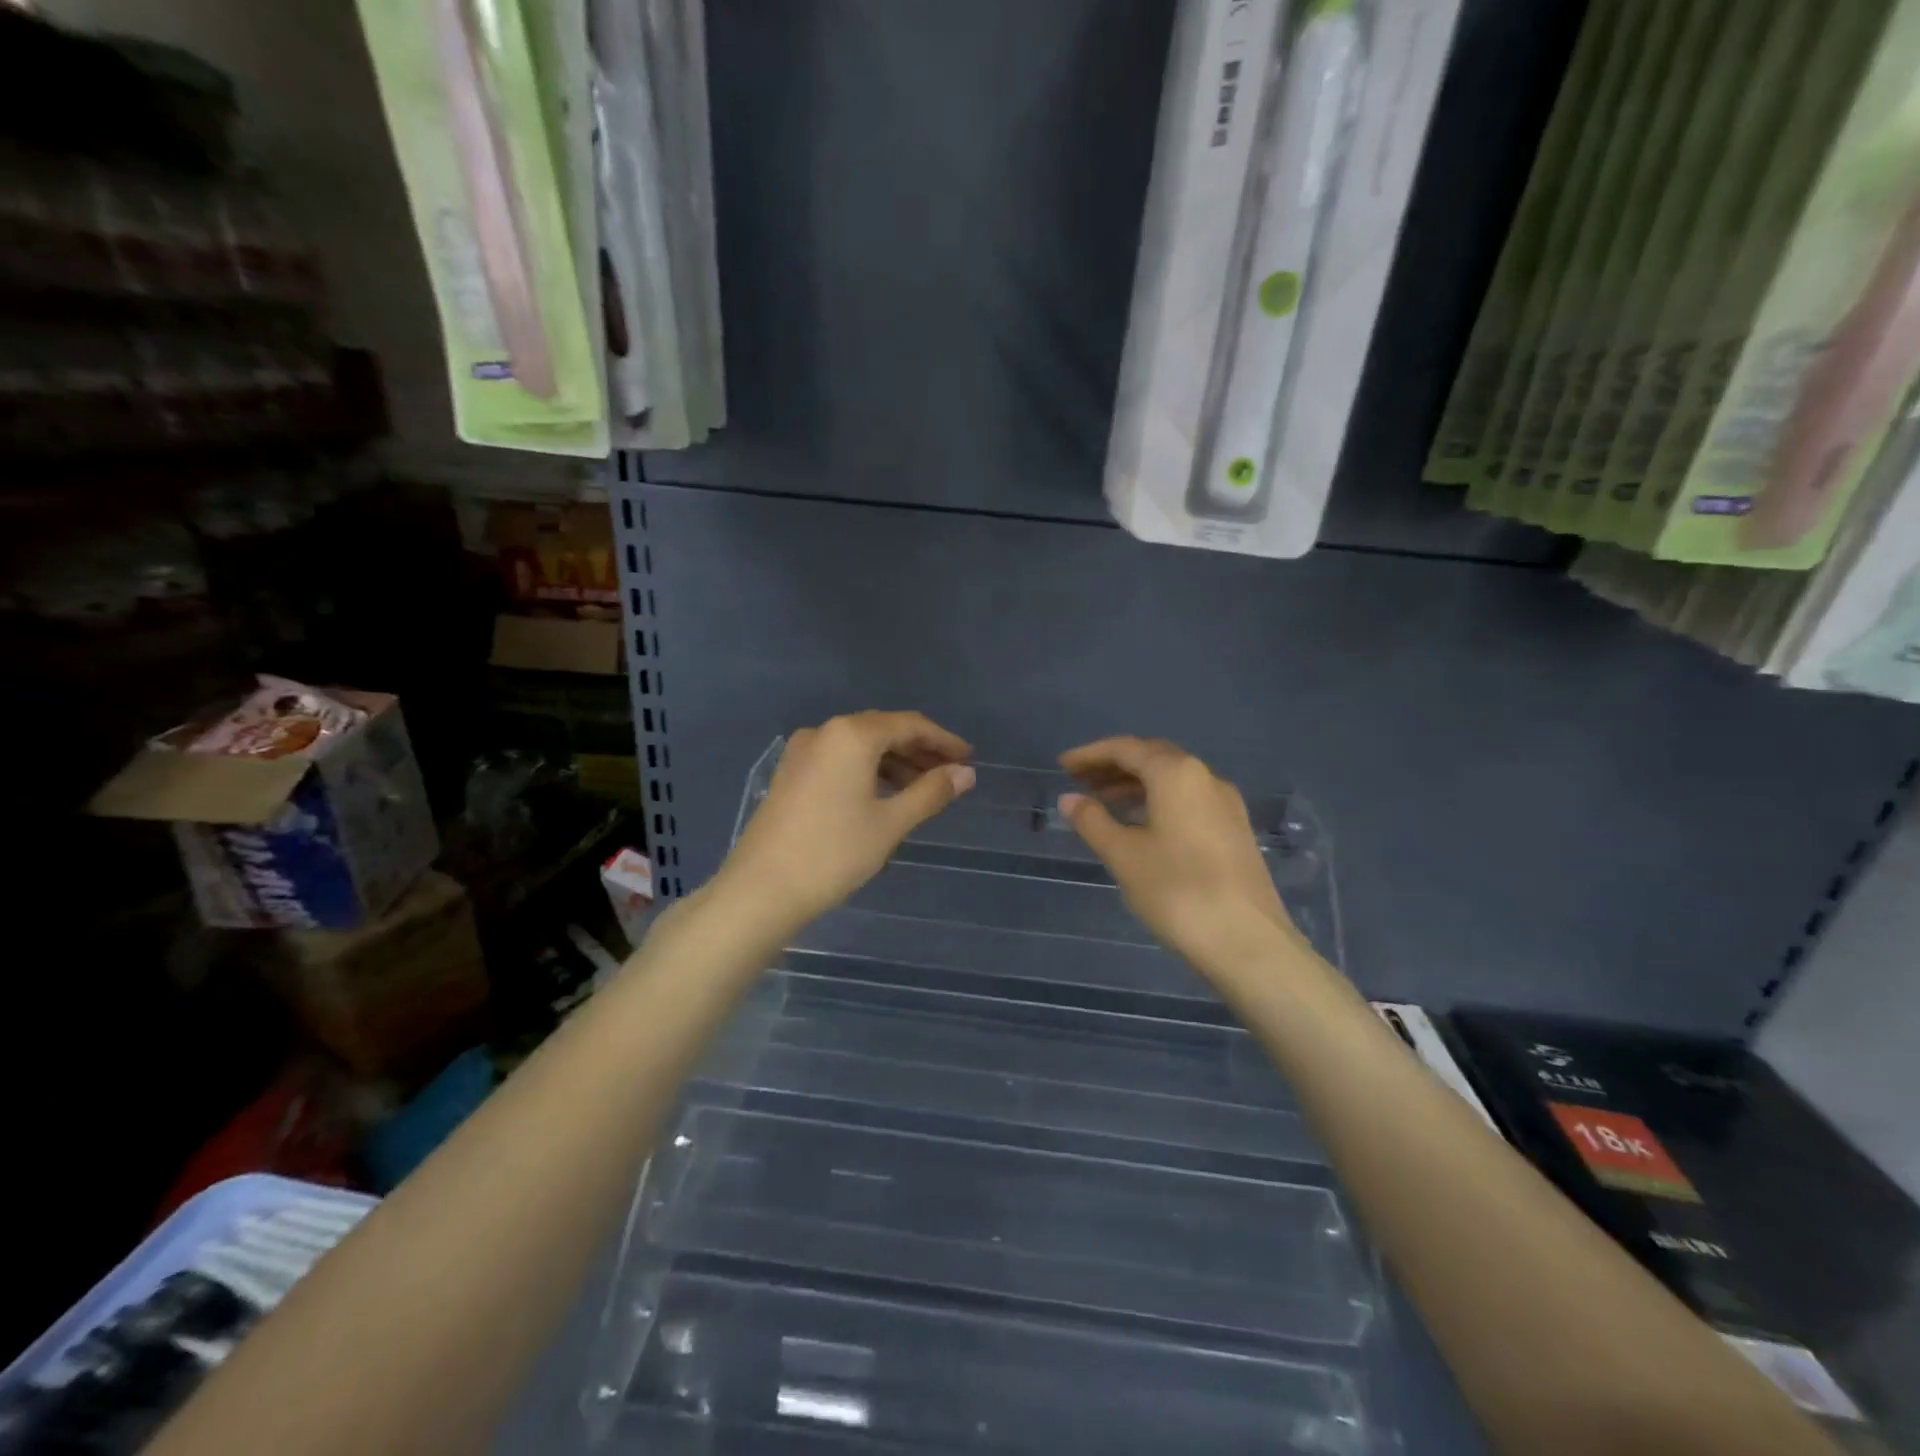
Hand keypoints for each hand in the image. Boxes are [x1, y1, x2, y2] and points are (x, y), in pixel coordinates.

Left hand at [719, 711, 975, 932]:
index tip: (969, 759)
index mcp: (851, 735)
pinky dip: (868, 771)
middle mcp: (825, 732)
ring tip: (923, 789)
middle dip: (920, 750)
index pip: (909, 725)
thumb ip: (931, 792)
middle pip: (883, 730)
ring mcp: (802, 752)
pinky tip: (884, 795)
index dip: (943, 740)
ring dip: (895, 762)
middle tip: (951, 774)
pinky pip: (840, 760)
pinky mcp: (790, 773)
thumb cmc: (833, 853)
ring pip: (860, 746)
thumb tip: (965, 774)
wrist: (761, 890)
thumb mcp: (890, 823)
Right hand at [1058, 736, 1299, 973]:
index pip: (1126, 749)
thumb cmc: (1177, 891)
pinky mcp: (1234, 830)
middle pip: (1152, 758)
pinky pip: (1188, 799)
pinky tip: (1140, 826)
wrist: (1247, 942)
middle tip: (1080, 782)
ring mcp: (1225, 804)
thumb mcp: (1124, 856)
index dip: (1090, 754)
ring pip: (1172, 780)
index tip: (1063, 766)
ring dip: (1135, 784)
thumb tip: (1069, 799)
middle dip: (1114, 766)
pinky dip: (1157, 801)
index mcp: (1176, 774)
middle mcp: (1205, 778)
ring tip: (1102, 803)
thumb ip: (1092, 821)